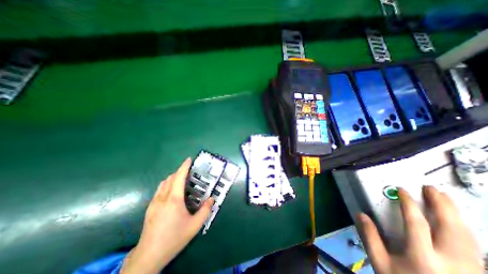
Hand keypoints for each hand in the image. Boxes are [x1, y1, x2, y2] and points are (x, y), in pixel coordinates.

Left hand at [119, 159, 213, 273]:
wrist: (149, 256)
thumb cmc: (174, 238)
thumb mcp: (194, 225)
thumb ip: (205, 211)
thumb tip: (212, 199)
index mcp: (174, 199)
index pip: (179, 177)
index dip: (184, 166)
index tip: (189, 159)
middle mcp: (162, 197)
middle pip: (170, 178)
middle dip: (179, 171)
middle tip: (189, 172)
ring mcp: (154, 202)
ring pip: (163, 183)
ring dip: (172, 177)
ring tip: (181, 180)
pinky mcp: (149, 208)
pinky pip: (159, 190)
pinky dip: (167, 185)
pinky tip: (172, 193)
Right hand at [357, 187, 483, 273]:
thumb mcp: (381, 263)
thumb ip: (370, 237)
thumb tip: (361, 214)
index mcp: (423, 258)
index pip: (416, 222)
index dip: (408, 203)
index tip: (402, 190)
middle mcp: (453, 263)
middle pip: (451, 227)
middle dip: (441, 204)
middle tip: (432, 188)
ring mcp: (473, 271)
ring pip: (469, 236)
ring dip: (456, 214)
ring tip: (445, 198)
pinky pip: (475, 246)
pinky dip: (464, 229)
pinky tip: (457, 221)